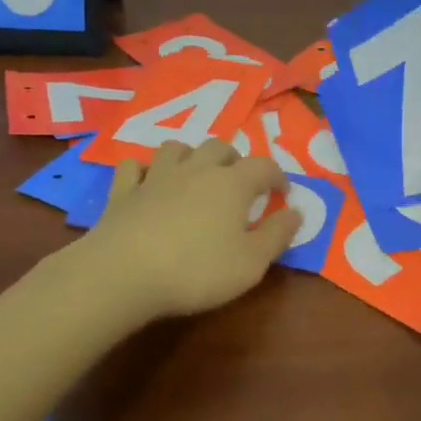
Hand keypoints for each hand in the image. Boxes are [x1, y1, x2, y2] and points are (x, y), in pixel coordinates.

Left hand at [79, 139, 299, 319]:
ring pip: (176, 148)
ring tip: (195, 175)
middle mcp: (196, 170)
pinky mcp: (123, 192)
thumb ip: (277, 236)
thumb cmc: (196, 270)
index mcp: (232, 184)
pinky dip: (143, 170)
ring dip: (190, 156)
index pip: (263, 166)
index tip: (283, 193)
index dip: (277, 176)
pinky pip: (134, 167)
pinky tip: (147, 182)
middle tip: (239, 183)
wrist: (123, 273)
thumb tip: (296, 212)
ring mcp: (156, 177)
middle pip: (219, 147)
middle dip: (234, 160)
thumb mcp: (251, 263)